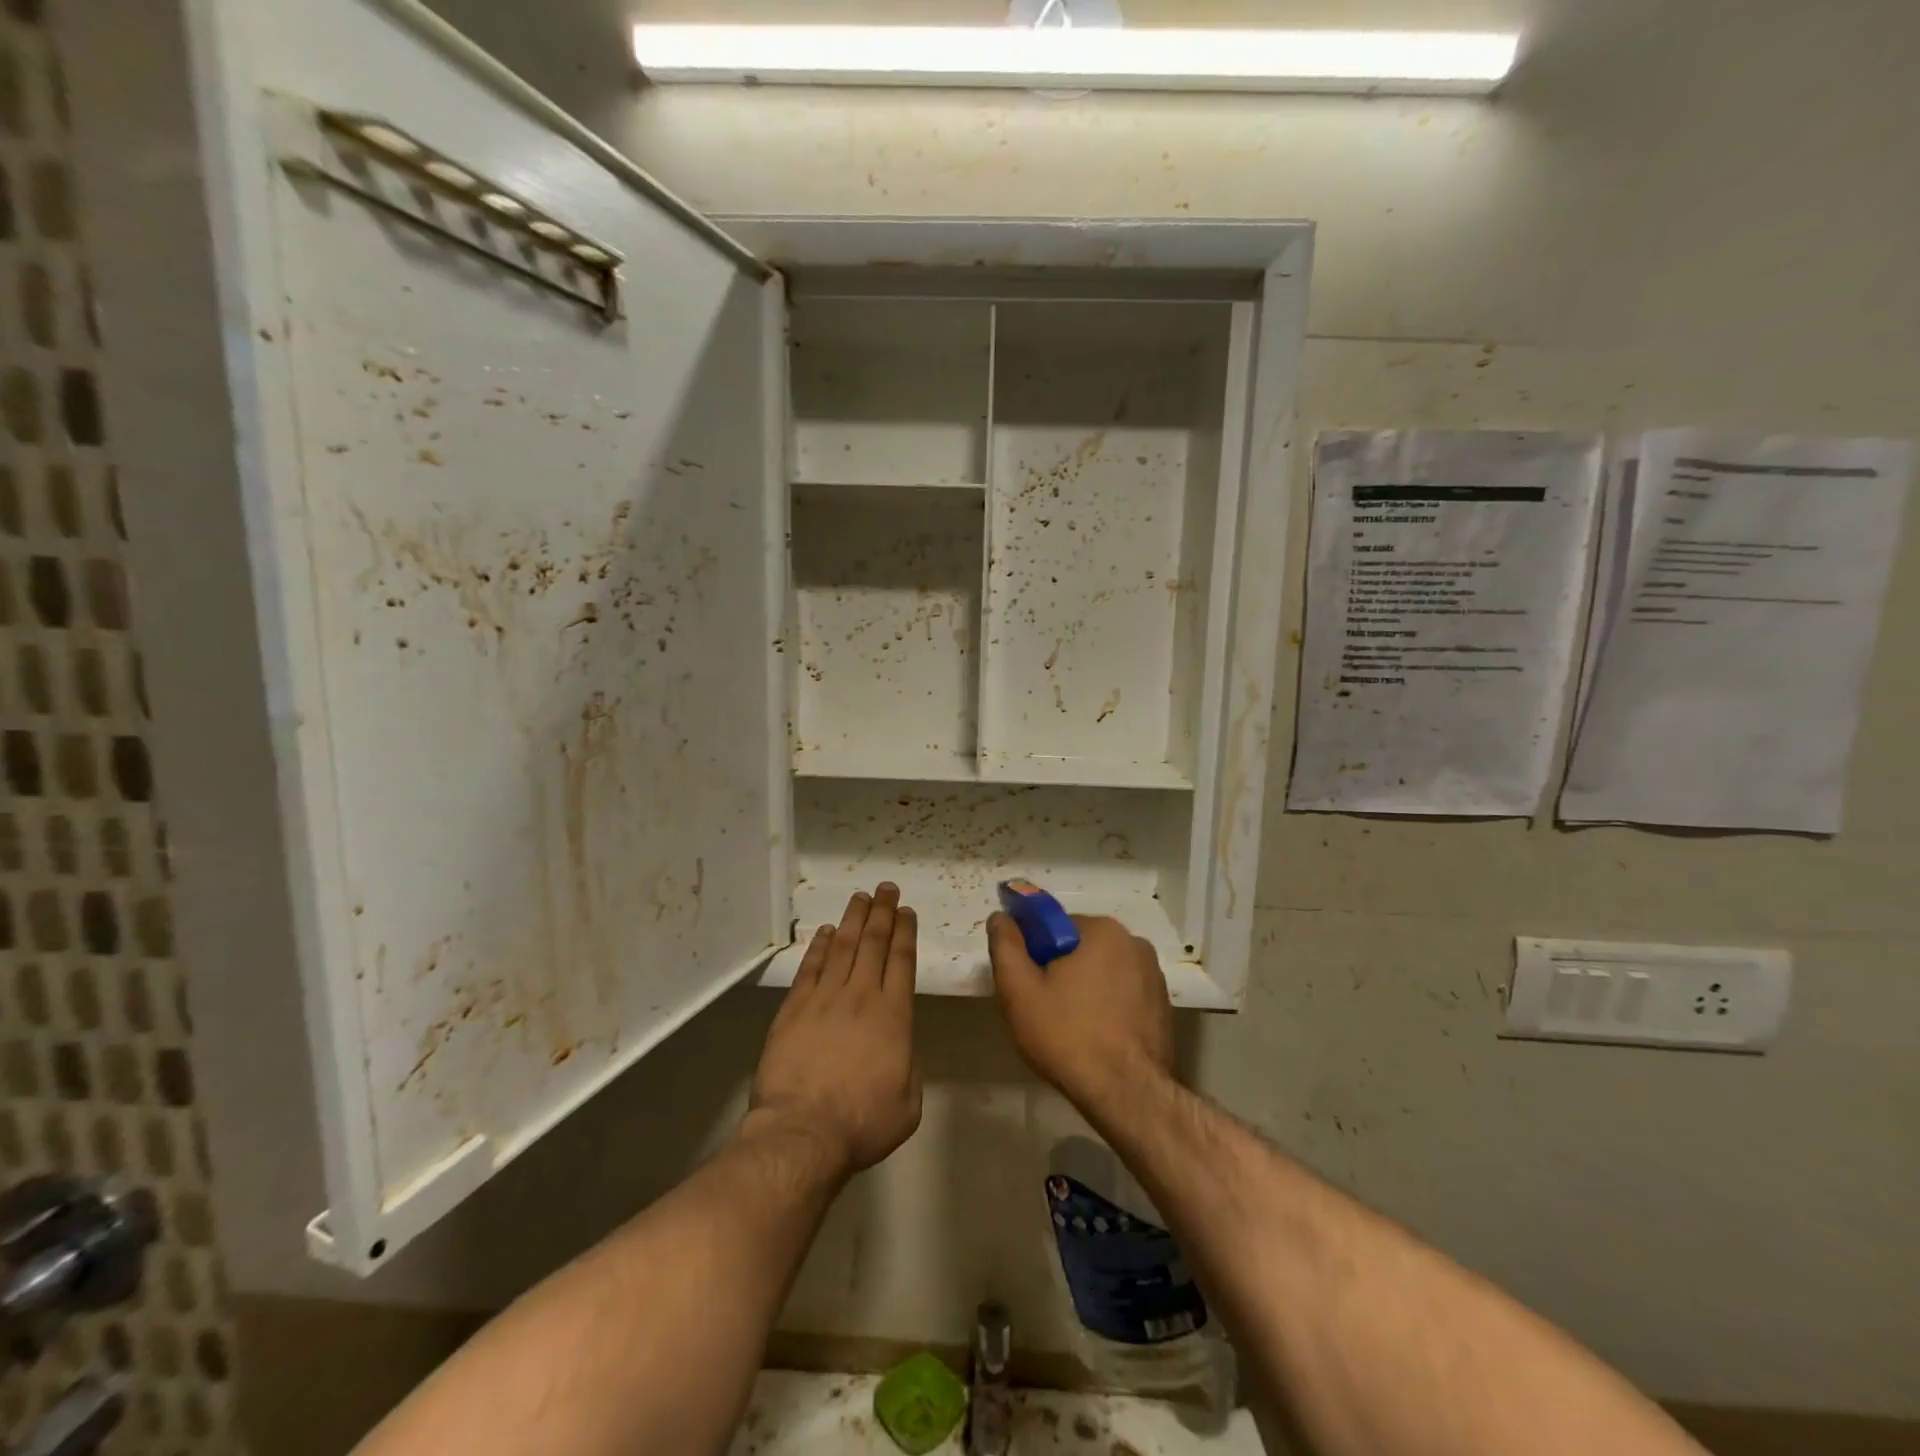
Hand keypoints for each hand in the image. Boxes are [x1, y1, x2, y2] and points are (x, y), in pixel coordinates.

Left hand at [748, 884, 921, 1179]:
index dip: (904, 932)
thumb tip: (899, 1047)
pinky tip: (825, 932)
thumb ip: (909, 1065)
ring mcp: (825, 999)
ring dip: (852, 919)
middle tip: (885, 888)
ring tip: (860, 897)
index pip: (901, 960)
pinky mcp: (794, 1008)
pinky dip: (819, 946)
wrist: (804, 1131)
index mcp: (894, 1014)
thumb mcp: (908, 1101)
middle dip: (881, 912)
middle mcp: (861, 995)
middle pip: (873, 943)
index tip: (905, 911)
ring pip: (842, 947)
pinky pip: (810, 968)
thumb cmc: (863, 1122)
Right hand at [987, 912, 1174, 1110]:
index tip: (1026, 984)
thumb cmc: (1067, 1036)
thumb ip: (1006, 946)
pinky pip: (1123, 993)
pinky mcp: (1163, 1004)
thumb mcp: (1020, 990)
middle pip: (1080, 947)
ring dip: (1084, 988)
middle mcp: (1133, 942)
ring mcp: (1153, 974)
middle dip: (1060, 971)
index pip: (1055, 926)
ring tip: (1069, 1028)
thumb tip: (1000, 917)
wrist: (1126, 1094)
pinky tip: (1096, 1036)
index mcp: (1102, 930)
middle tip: (1043, 1009)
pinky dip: (1107, 1006)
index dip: (1034, 952)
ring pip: (1102, 971)